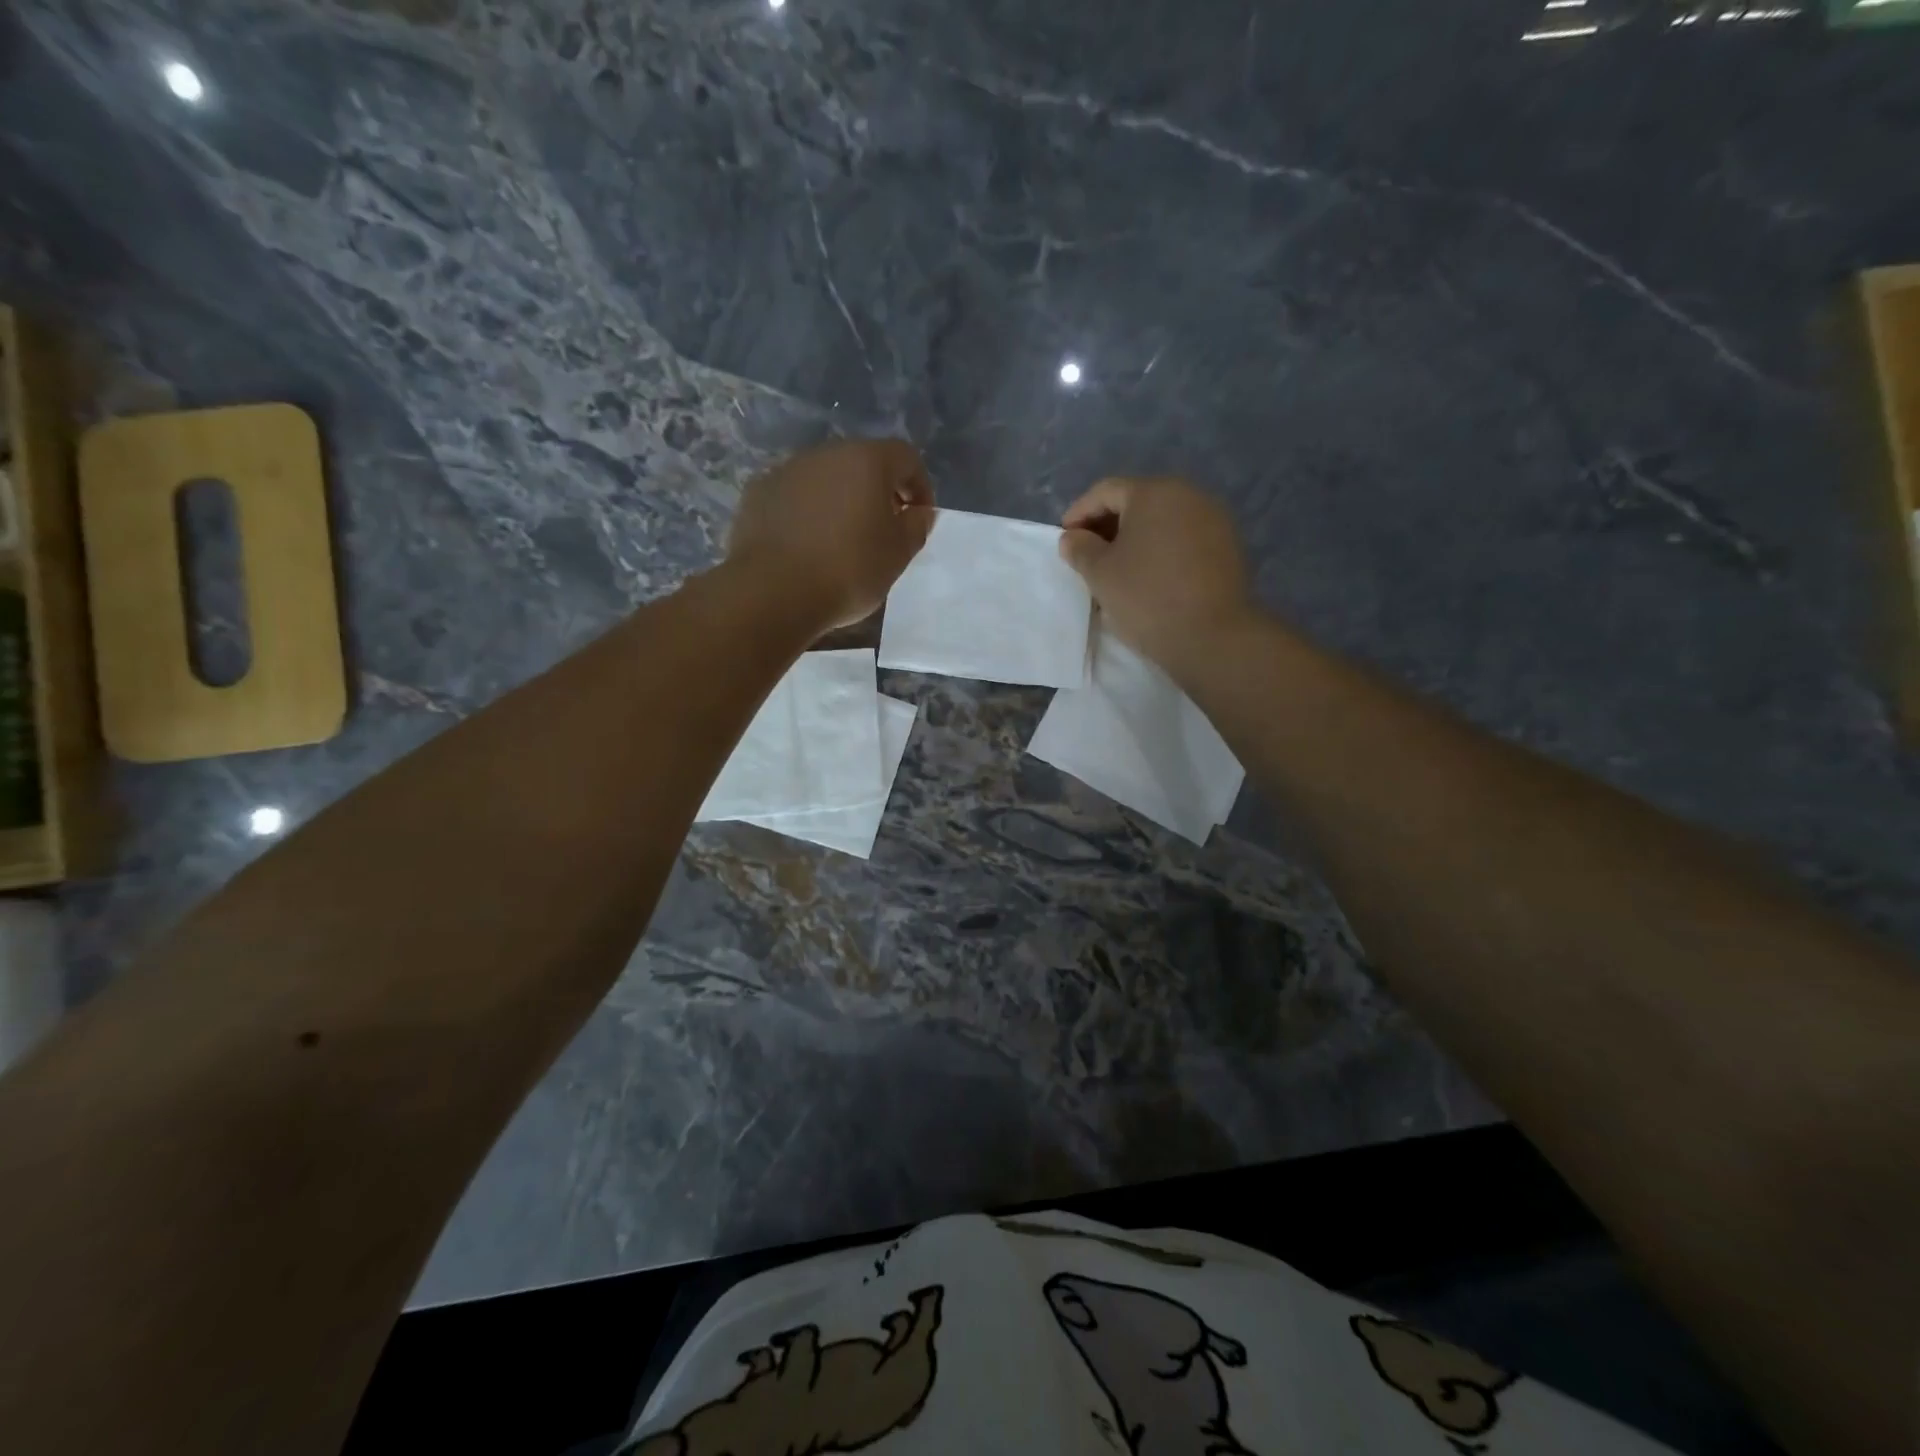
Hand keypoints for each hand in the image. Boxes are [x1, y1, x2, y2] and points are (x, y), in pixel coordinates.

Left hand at [727, 438, 934, 628]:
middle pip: (862, 463)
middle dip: (878, 492)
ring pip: (825, 479)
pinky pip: (794, 496)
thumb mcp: (898, 555)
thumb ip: (916, 526)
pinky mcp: (758, 493)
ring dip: (840, 501)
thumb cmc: (849, 570)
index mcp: (866, 460)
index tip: (918, 519)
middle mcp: (825, 454)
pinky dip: (807, 513)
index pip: (906, 458)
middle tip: (883, 530)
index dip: (919, 486)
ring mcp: (786, 470)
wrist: (774, 592)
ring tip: (842, 541)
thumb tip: (919, 512)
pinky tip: (807, 546)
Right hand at [1058, 477, 1253, 667]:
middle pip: (1138, 501)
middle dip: (1108, 525)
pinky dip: (1162, 550)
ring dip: (1136, 538)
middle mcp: (1189, 494)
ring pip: (1163, 520)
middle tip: (1088, 554)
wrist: (1212, 637)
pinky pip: (1184, 538)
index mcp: (1154, 492)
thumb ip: (1080, 549)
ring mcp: (1214, 519)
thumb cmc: (1147, 598)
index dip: (1079, 512)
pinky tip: (1151, 576)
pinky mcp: (1229, 546)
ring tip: (1118, 568)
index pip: (1106, 491)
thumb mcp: (1100, 574)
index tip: (1064, 539)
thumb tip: (1073, 537)